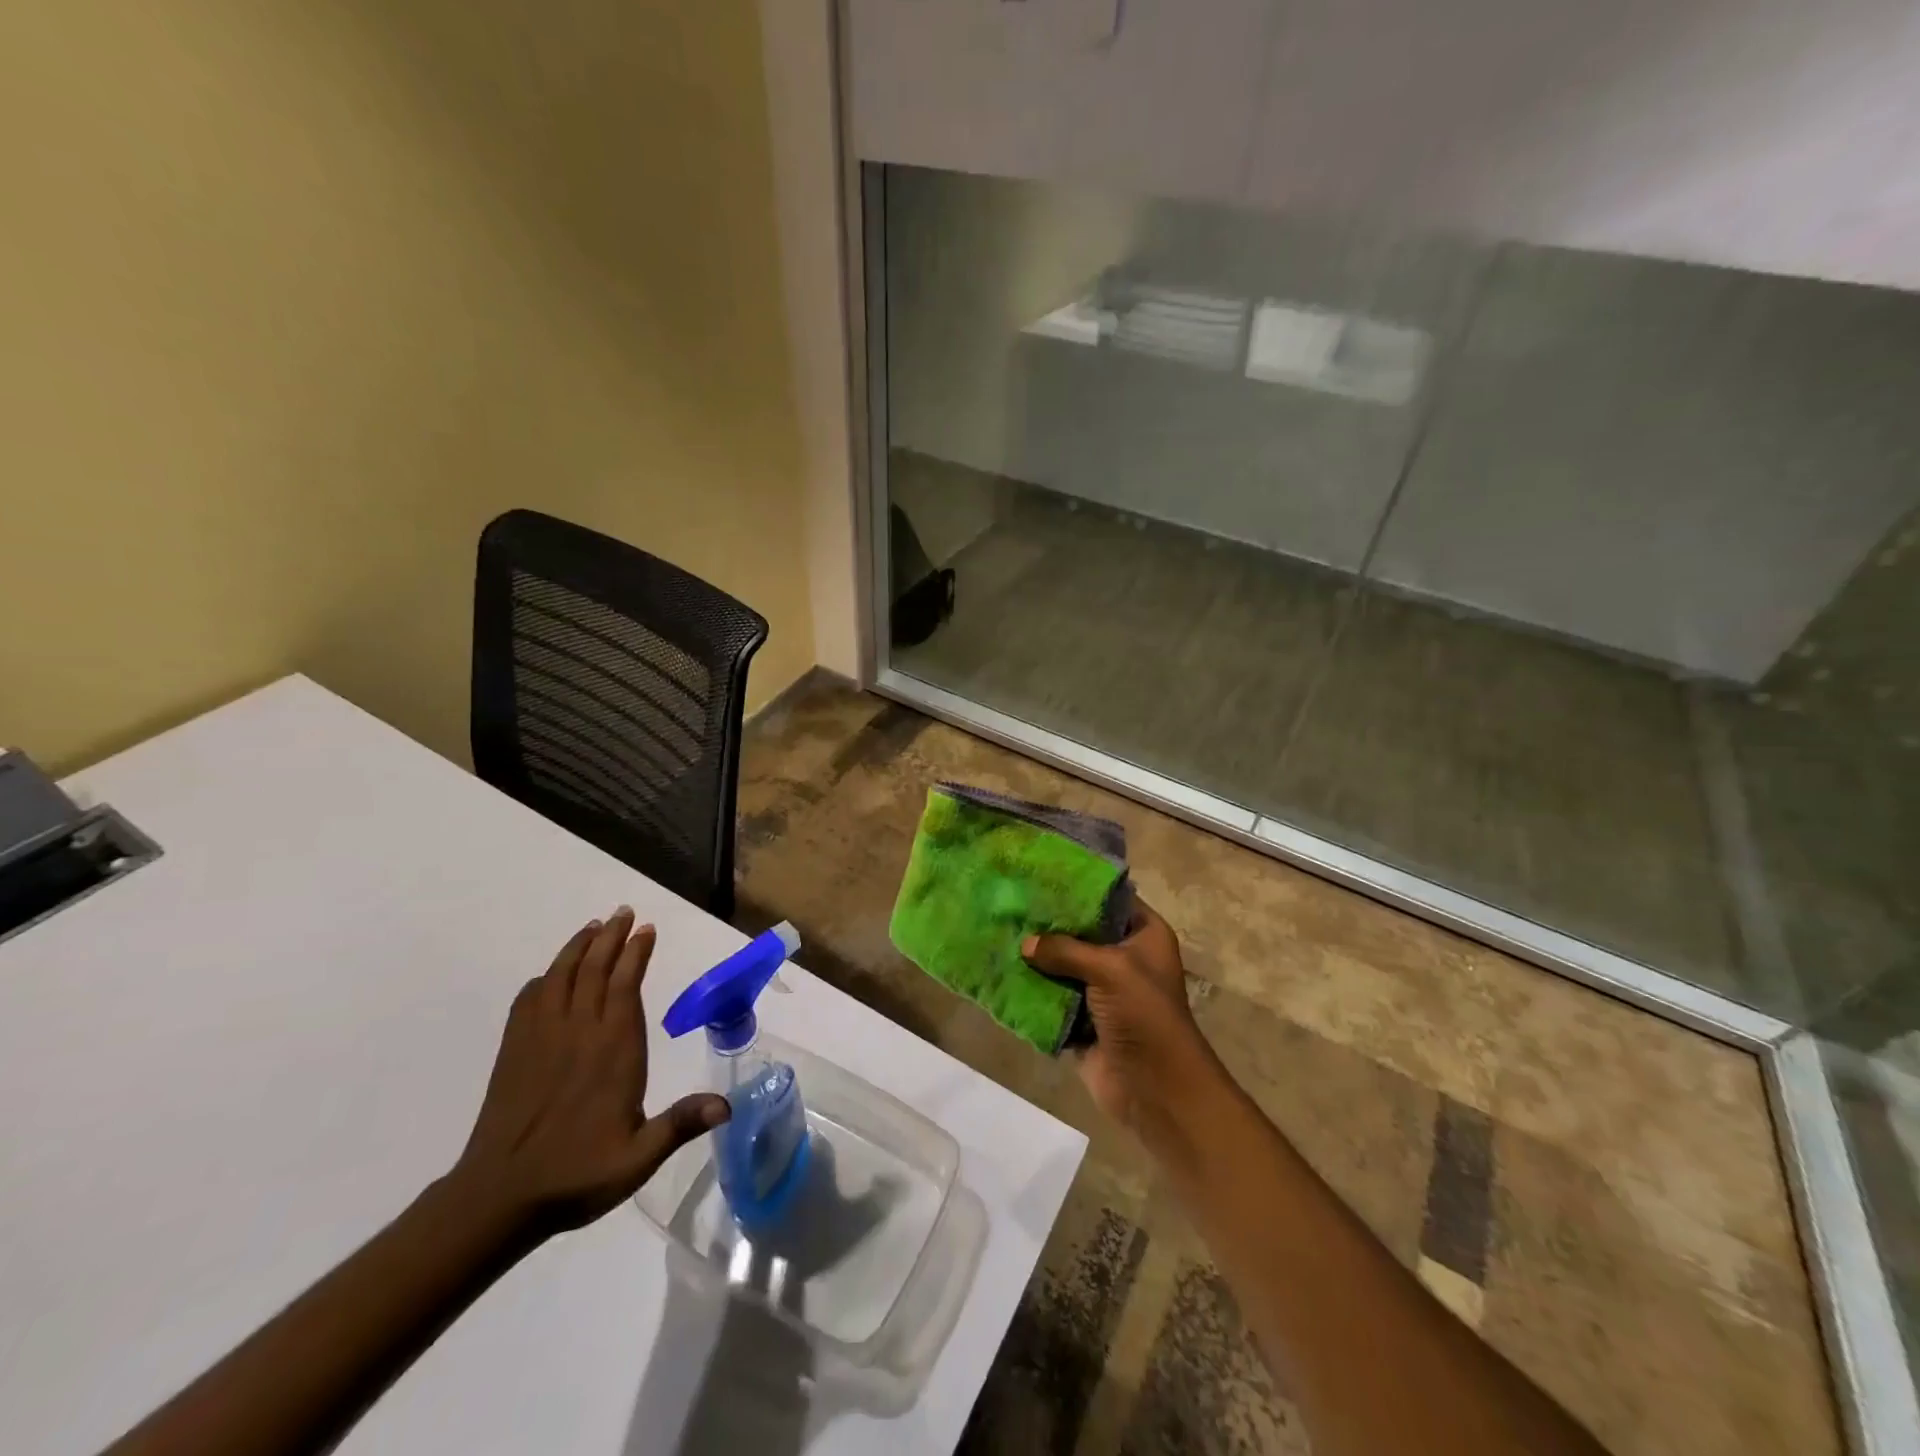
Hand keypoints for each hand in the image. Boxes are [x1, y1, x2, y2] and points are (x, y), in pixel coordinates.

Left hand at [451, 907, 728, 1238]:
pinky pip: (529, 1001)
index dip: (637, 953)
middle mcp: (578, 1032)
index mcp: (613, 1049)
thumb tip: (728, 1105)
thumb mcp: (638, 1158)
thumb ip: (680, 1125)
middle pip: (594, 969)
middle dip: (611, 937)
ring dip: (578, 948)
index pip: (626, 985)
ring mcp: (542, 1039)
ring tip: (592, 927)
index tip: (646, 929)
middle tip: (623, 912)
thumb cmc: (577, 1173)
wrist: (498, 1197)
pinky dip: (543, 980)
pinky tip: (549, 976)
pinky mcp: (514, 1051)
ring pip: (561, 977)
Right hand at [1023, 900, 1220, 1149]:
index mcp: (1144, 935)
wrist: (1157, 1091)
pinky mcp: (1082, 1022)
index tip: (1041, 874)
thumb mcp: (1110, 969)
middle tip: (1011, 902)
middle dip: (1049, 924)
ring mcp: (1102, 992)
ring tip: (999, 933)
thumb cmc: (1145, 1016)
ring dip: (1036, 959)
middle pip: (1081, 932)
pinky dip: (1032, 992)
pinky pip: (1052, 1000)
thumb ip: (1066, 950)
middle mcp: (1124, 958)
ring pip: (1062, 967)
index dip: (1079, 887)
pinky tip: (1001, 973)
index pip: (1110, 899)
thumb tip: (1025, 944)